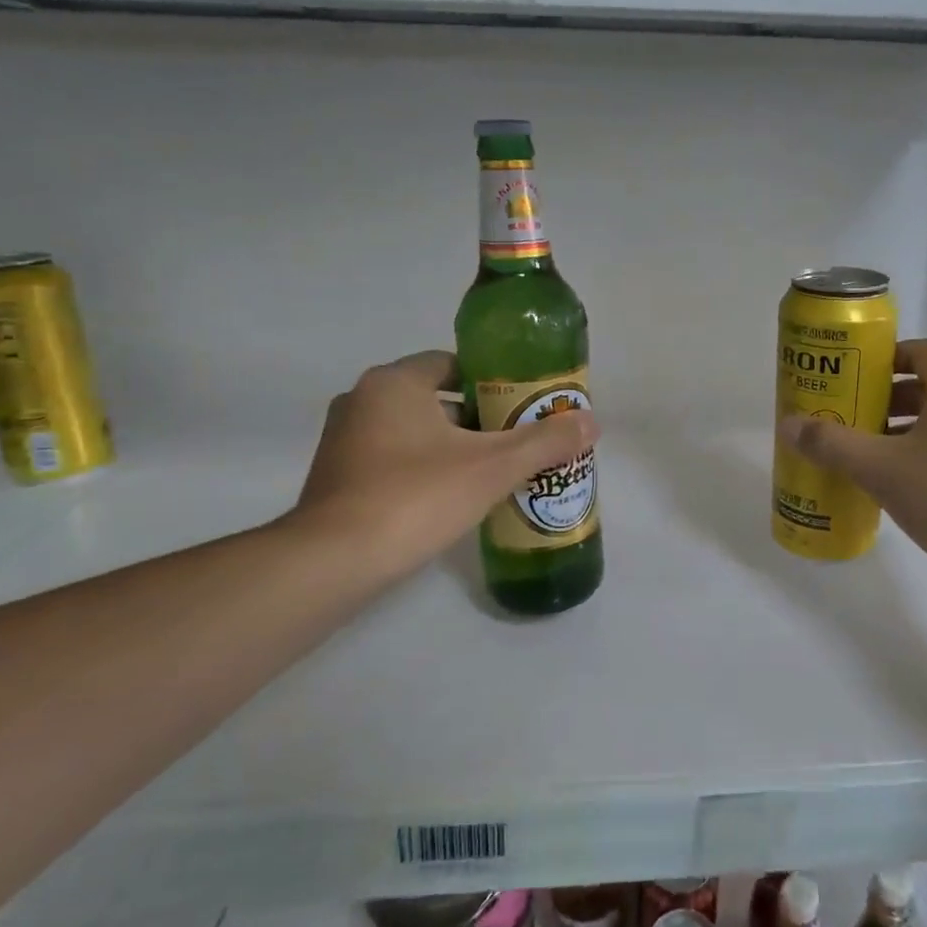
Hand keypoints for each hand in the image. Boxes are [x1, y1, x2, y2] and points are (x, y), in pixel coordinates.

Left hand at [288, 351, 598, 589]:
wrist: (333, 562)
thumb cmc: (415, 497)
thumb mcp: (492, 467)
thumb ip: (544, 442)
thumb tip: (593, 421)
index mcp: (394, 383)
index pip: (452, 364)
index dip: (492, 382)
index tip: (522, 406)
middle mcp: (362, 400)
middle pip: (435, 398)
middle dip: (477, 418)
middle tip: (517, 441)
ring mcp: (344, 440)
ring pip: (414, 431)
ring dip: (451, 445)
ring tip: (494, 471)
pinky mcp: (337, 477)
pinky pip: (393, 459)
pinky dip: (424, 469)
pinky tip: (453, 497)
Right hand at [777, 339, 926, 603]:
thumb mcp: (879, 467)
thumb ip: (832, 444)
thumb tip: (787, 425)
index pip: (917, 352)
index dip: (882, 359)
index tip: (849, 377)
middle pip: (924, 388)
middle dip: (882, 400)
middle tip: (845, 417)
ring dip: (899, 431)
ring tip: (861, 452)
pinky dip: (919, 456)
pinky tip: (891, 484)